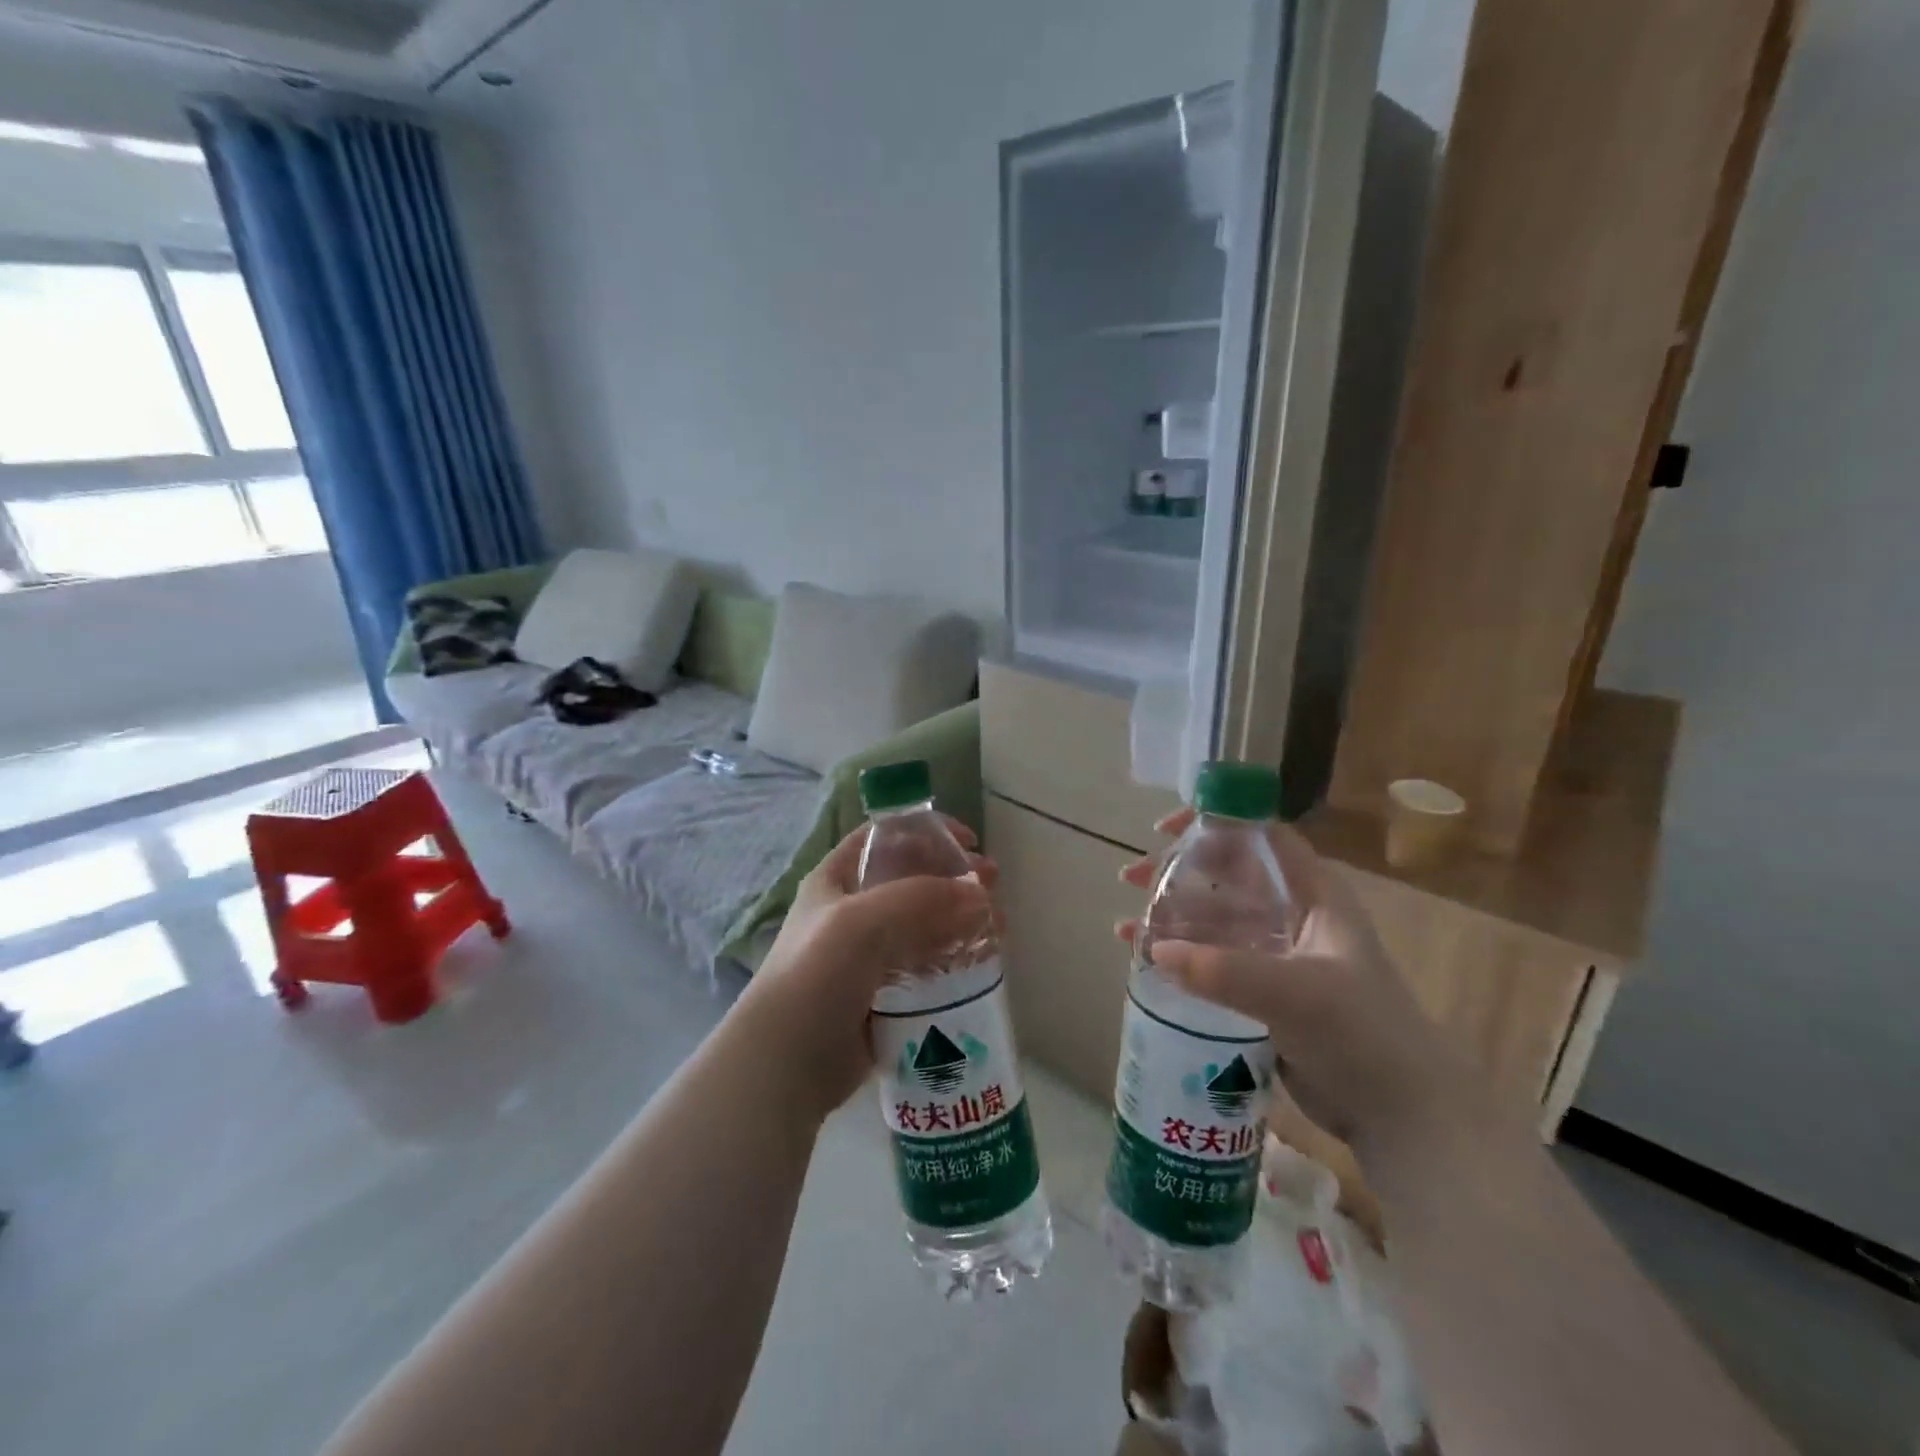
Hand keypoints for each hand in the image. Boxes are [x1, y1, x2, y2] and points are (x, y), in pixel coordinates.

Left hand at [738, 820, 996, 1122]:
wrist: (786, 1064)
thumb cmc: (816, 976)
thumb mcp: (862, 923)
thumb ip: (922, 899)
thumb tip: (981, 894)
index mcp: (837, 879)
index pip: (886, 837)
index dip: (927, 832)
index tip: (969, 842)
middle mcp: (853, 910)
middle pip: (913, 880)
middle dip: (956, 880)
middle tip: (994, 888)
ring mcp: (869, 954)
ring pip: (926, 925)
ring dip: (962, 920)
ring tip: (1000, 928)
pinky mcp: (885, 994)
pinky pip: (928, 966)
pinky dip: (955, 959)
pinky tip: (982, 963)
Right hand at [1118, 809, 1460, 1150]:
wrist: (1401, 1115)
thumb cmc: (1361, 1034)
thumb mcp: (1295, 994)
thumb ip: (1225, 970)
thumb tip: (1155, 950)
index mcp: (1314, 895)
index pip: (1261, 837)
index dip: (1215, 822)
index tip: (1165, 830)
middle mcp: (1294, 915)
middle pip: (1227, 876)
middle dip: (1177, 873)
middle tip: (1132, 880)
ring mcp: (1278, 954)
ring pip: (1215, 920)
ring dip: (1171, 918)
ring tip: (1126, 929)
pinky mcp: (1264, 991)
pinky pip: (1214, 960)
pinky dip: (1181, 957)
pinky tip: (1147, 964)